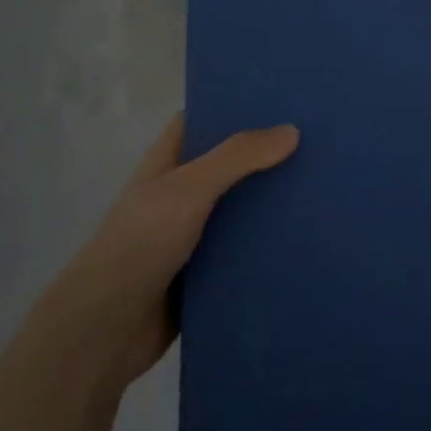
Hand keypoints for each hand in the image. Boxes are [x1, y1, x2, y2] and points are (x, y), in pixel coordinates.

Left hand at [59, 115, 298, 383]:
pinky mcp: (205, 273)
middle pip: (229, 164)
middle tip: (320, 142)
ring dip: (271, 203)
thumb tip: (292, 130)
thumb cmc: (140, 244)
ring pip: (240, 209)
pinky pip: (243, 250)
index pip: (203, 120)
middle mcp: (180, 193)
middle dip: (266, 155)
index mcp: (168, 163)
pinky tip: (308, 238)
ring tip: (325, 186)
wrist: (105, 331)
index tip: (282, 98)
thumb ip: (237, 157)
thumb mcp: (188, 189)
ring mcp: (192, 235)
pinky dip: (268, 245)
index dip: (236, 106)